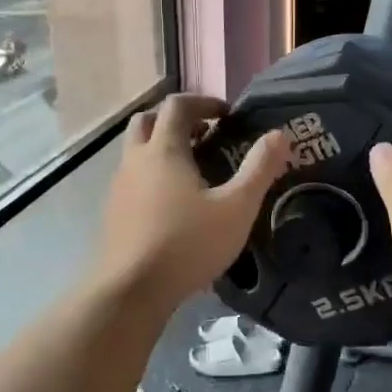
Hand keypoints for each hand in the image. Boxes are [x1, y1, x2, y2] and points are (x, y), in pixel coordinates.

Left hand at [93, 94, 290, 309]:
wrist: (132, 290)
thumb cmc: (188, 244)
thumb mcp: (237, 208)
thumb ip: (260, 169)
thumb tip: (279, 135)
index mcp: (164, 150)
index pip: (177, 105)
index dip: (203, 102)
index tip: (227, 115)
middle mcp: (135, 160)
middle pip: (147, 120)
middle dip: (176, 120)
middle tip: (204, 135)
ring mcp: (118, 186)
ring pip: (135, 150)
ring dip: (161, 147)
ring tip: (192, 170)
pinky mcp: (112, 212)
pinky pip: (131, 178)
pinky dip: (151, 174)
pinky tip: (171, 204)